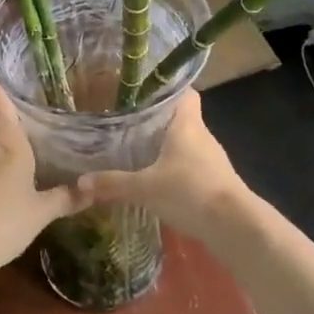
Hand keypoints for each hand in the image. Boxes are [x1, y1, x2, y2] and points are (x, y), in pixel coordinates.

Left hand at [0, 86, 86, 281]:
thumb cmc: (2, 223)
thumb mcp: (41, 213)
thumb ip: (67, 198)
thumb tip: (95, 187)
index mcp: (9, 146)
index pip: (1, 104)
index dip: (4, 91)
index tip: (15, 86)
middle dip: (15, 135)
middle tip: (39, 142)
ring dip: (0, 161)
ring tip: (22, 174)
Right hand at [78, 91, 250, 253]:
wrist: (233, 225)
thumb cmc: (189, 191)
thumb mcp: (145, 188)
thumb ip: (113, 183)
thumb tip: (80, 182)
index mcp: (187, 124)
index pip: (185, 92)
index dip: (168, 88)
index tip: (144, 91)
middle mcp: (202, 135)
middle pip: (181, 118)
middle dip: (158, 119)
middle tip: (128, 122)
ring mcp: (211, 158)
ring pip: (186, 142)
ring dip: (166, 145)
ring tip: (137, 149)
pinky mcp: (215, 180)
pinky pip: (191, 165)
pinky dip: (176, 167)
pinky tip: (157, 179)